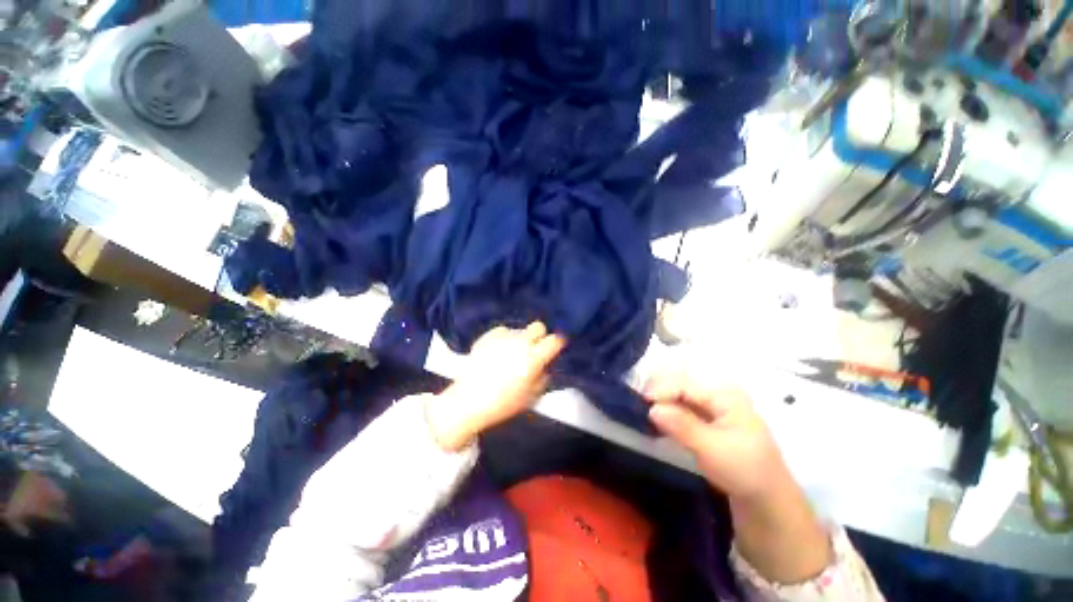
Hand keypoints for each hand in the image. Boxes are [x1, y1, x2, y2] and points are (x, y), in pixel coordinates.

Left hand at [426, 323, 565, 450]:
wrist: (469, 401)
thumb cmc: (503, 403)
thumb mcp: (532, 396)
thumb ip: (544, 377)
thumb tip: (545, 365)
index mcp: (533, 358)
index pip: (555, 340)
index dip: (558, 343)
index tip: (555, 348)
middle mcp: (520, 343)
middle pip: (538, 326)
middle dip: (540, 336)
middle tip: (535, 349)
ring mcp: (502, 337)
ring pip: (520, 330)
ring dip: (521, 340)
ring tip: (511, 355)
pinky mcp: (487, 336)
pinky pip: (503, 331)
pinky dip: (504, 340)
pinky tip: (498, 352)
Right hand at [644, 374, 789, 501]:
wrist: (766, 501)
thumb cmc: (744, 471)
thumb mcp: (713, 449)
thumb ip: (682, 426)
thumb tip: (652, 408)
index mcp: (725, 396)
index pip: (686, 385)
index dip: (663, 389)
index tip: (642, 400)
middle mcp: (718, 397)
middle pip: (682, 388)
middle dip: (660, 393)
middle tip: (639, 402)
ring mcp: (714, 410)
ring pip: (681, 399)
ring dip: (663, 403)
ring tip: (644, 408)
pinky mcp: (709, 424)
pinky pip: (684, 411)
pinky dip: (670, 414)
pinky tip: (659, 420)